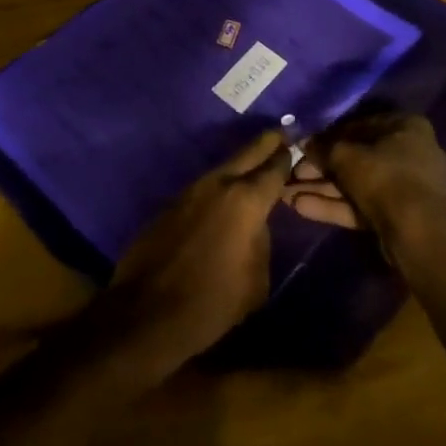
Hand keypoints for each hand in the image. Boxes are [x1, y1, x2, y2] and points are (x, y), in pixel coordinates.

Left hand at [97, 131, 292, 382]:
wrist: (147, 312)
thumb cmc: (212, 302)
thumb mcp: (256, 280)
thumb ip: (261, 241)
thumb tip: (254, 226)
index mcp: (246, 201)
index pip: (274, 168)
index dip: (288, 157)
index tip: (297, 146)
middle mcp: (219, 184)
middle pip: (248, 152)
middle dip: (267, 143)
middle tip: (281, 133)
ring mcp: (191, 190)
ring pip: (224, 167)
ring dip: (241, 164)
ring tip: (256, 166)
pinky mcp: (171, 203)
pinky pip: (204, 187)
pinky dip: (220, 187)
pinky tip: (225, 197)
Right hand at [280, 101, 445, 251]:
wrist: (417, 235)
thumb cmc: (384, 178)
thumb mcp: (346, 156)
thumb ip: (323, 148)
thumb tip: (304, 142)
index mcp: (406, 127)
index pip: (359, 125)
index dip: (328, 136)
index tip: (304, 146)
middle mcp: (409, 152)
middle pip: (356, 157)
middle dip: (320, 168)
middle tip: (292, 173)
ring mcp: (405, 187)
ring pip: (356, 184)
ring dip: (322, 188)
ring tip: (286, 193)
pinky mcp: (397, 215)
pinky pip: (362, 204)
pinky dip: (336, 205)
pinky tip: (301, 207)